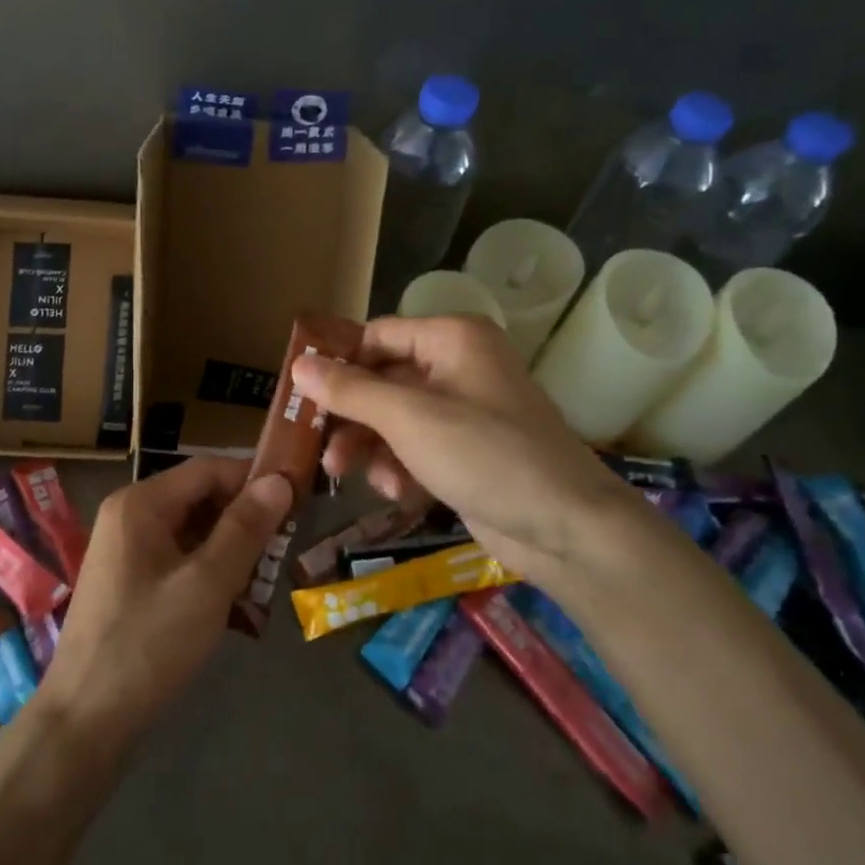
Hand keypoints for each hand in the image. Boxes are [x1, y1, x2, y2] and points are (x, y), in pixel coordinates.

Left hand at [37, 459, 292, 753]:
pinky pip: (178, 560)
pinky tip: (236, 604)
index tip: (298, 499)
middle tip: (285, 549)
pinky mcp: (130, 583)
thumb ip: (244, 528)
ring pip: (192, 533)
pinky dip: (209, 573)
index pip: (208, 469)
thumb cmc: (148, 643)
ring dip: (231, 551)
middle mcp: (129, 516)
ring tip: (266, 582)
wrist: (85, 719)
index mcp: (140, 504)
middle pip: (199, 499)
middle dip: (245, 521)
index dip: (254, 479)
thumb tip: (279, 480)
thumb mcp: (206, 583)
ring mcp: (126, 551)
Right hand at [290, 316, 659, 588]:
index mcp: (451, 339)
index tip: (301, 395)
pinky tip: (399, 493)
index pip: (377, 336)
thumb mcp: (408, 418)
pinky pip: (416, 448)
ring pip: (395, 419)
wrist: (567, 528)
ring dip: (371, 448)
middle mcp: (458, 366)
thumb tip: (297, 364)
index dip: (338, 363)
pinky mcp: (467, 452)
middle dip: (351, 418)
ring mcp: (465, 411)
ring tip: (350, 477)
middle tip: (320, 448)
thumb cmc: (484, 454)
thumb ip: (349, 390)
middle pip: (382, 381)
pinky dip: (400, 467)